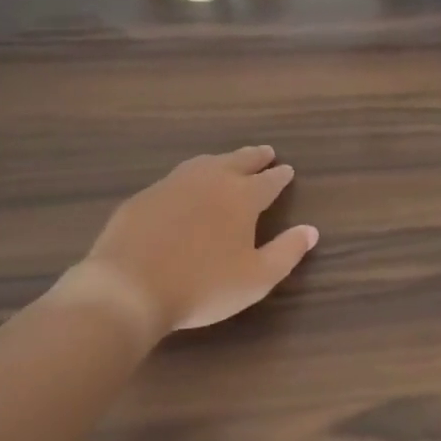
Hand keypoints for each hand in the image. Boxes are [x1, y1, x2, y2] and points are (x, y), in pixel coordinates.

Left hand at [58, 146, 318, 336]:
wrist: (129, 288)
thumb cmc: (203, 286)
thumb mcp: (256, 278)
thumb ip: (287, 252)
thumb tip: (310, 230)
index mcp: (242, 197)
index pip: (268, 181)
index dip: (280, 176)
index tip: (287, 170)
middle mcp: (211, 181)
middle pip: (238, 161)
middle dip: (255, 157)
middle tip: (266, 152)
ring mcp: (174, 184)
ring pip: (206, 163)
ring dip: (223, 160)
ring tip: (229, 161)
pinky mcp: (145, 196)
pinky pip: (177, 177)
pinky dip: (192, 176)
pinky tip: (187, 186)